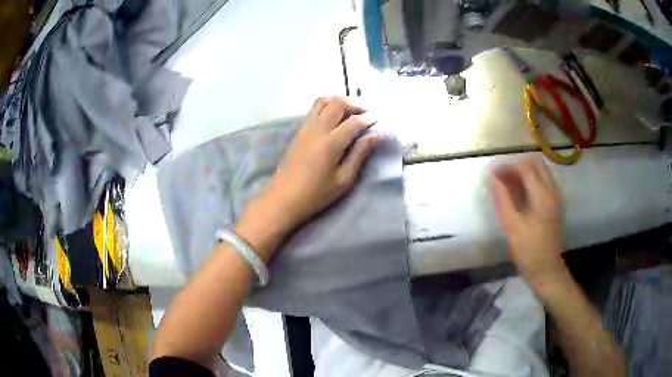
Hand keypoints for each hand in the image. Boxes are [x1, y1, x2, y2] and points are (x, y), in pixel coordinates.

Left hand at [247, 97, 380, 242]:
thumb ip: (360, 154)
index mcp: (331, 143)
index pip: (354, 121)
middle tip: (366, 113)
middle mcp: (318, 129)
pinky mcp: (299, 130)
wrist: (283, 197)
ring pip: (324, 100)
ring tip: (351, 112)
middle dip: (356, 104)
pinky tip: (335, 118)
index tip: (378, 120)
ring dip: (340, 101)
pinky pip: (314, 109)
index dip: (369, 118)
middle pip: (338, 103)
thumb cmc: (316, 194)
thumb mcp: (343, 180)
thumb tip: (375, 135)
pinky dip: (328, 106)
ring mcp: (306, 127)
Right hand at [489, 158, 566, 281]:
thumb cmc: (528, 250)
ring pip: (540, 171)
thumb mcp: (512, 226)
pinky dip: (531, 181)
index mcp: (542, 196)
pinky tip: (521, 195)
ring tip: (509, 186)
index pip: (524, 167)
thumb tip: (492, 176)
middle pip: (534, 164)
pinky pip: (543, 181)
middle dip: (516, 167)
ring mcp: (556, 196)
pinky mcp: (555, 202)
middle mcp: (552, 190)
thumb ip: (502, 198)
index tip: (493, 175)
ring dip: (524, 173)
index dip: (507, 167)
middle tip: (502, 180)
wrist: (547, 269)